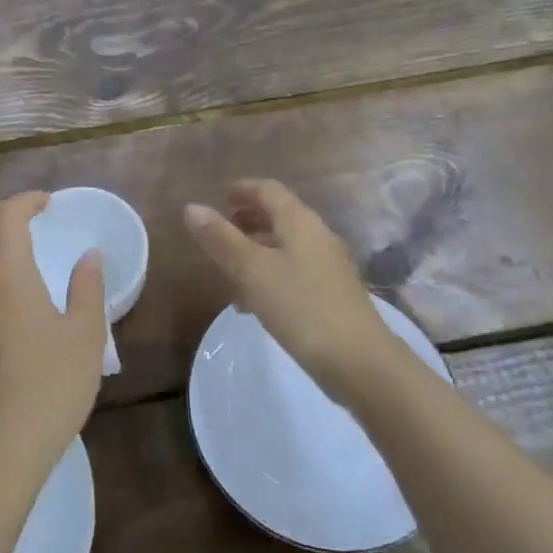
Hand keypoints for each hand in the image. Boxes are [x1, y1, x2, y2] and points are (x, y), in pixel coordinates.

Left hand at [0, 192, 107, 485]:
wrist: (0, 449)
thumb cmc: (51, 390)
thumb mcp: (86, 337)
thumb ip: (88, 289)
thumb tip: (89, 255)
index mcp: (8, 280)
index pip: (6, 219)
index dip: (25, 201)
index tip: (48, 203)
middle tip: (24, 214)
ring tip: (4, 240)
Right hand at [185, 180, 397, 401]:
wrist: (360, 363)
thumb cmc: (301, 307)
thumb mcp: (252, 271)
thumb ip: (221, 239)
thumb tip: (192, 207)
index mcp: (300, 222)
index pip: (269, 190)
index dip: (243, 189)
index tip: (219, 197)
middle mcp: (318, 237)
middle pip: (280, 216)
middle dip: (248, 220)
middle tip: (220, 231)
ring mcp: (329, 267)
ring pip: (286, 247)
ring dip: (256, 250)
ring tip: (229, 270)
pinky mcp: (332, 296)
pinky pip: (294, 273)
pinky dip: (270, 275)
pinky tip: (253, 304)